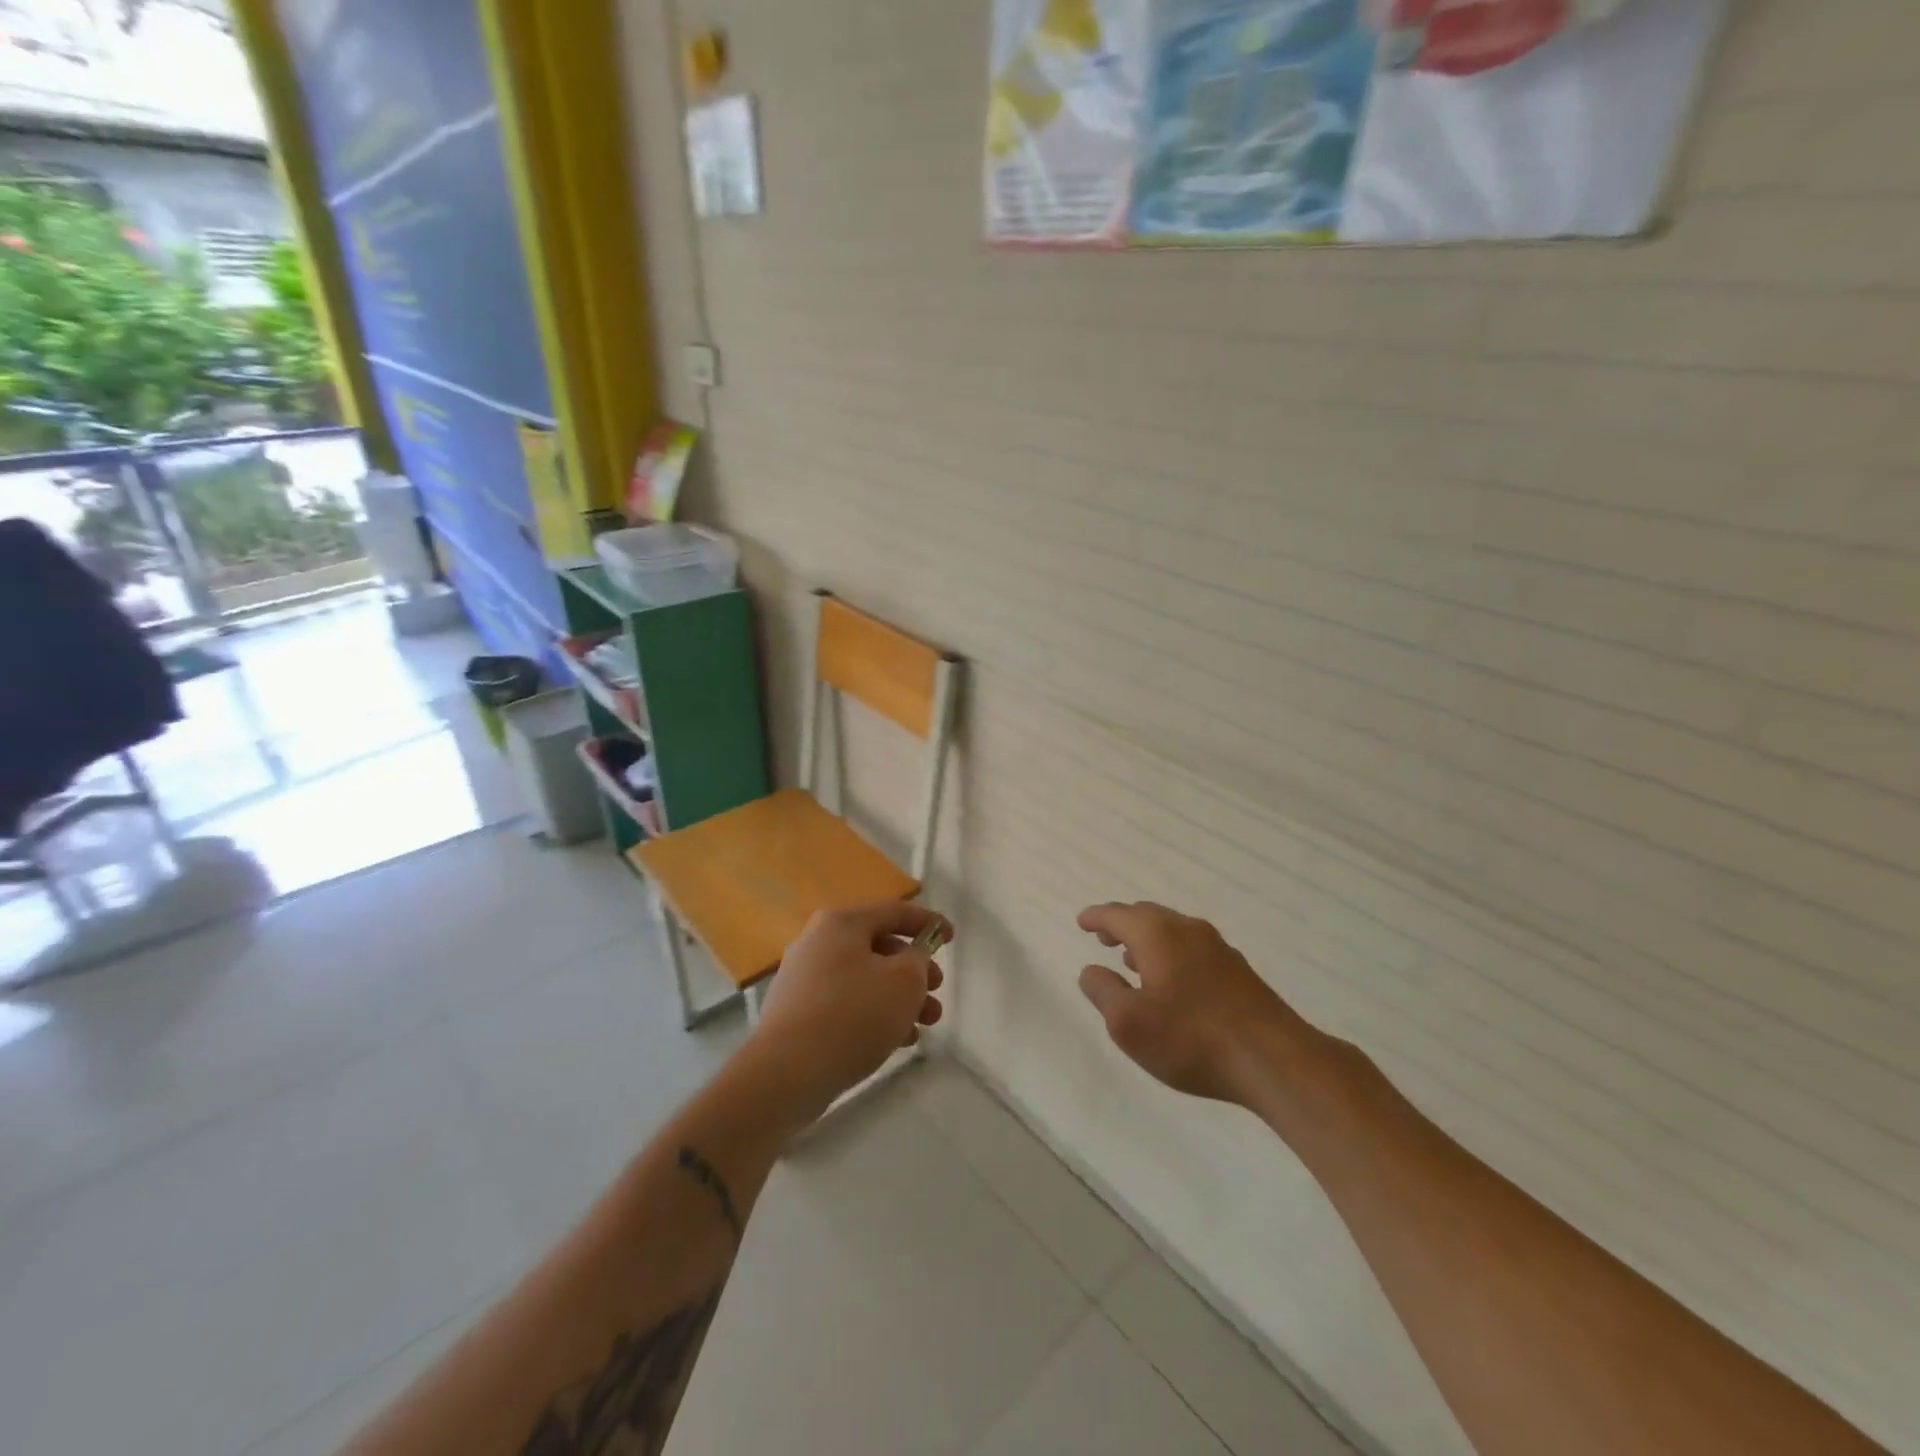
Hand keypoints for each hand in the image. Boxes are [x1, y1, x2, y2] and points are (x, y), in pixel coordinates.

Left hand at [751, 902, 948, 1114]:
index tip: (951, 938)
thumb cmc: (853, 1015)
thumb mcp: (904, 981)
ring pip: (865, 979)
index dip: (928, 922)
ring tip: (925, 1024)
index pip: (894, 912)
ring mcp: (804, 979)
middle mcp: (818, 942)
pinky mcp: (798, 1014)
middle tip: (936, 991)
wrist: (786, 1074)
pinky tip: (897, 1040)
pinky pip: (846, 1004)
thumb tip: (910, 960)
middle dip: (915, 970)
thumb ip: (918, 961)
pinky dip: (874, 1015)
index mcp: (841, 923)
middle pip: (879, 947)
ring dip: (899, 998)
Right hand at [1077, 901, 1300, 1105]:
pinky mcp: (1238, 970)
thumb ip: (1103, 992)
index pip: (1118, 915)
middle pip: (1147, 916)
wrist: (1274, 1060)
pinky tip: (1172, 981)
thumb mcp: (1128, 1023)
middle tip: (1104, 938)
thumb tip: (1092, 970)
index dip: (1096, 917)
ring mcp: (1218, 948)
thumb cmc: (1190, 1039)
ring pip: (1173, 931)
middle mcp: (1187, 930)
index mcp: (1157, 934)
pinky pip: (1192, 948)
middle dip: (1122, 924)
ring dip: (1148, 940)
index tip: (1082, 921)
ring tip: (1132, 960)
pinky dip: (1171, 954)